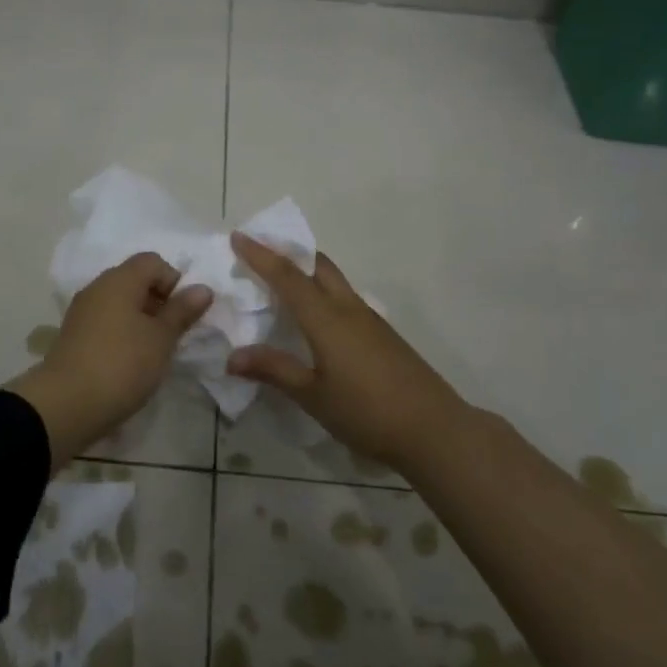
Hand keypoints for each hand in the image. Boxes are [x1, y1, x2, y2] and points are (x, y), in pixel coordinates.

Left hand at [7, 252, 212, 469]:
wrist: (66, 405)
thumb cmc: (122, 365)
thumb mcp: (161, 339)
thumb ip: (182, 311)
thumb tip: (202, 288)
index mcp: (119, 280)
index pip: (152, 261)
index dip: (174, 280)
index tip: (183, 312)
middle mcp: (97, 288)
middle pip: (135, 280)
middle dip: (159, 301)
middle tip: (173, 333)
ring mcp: (82, 312)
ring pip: (120, 303)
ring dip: (141, 320)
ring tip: (154, 351)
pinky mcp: (74, 336)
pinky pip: (106, 322)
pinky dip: (123, 333)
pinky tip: (131, 361)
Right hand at [227, 232, 466, 469]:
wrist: (434, 430)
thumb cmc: (367, 412)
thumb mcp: (313, 396)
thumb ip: (274, 370)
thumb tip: (232, 356)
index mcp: (327, 318)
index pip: (288, 277)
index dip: (261, 255)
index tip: (238, 236)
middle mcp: (348, 308)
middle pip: (317, 265)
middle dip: (288, 252)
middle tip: (260, 251)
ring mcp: (369, 319)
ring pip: (334, 279)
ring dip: (307, 269)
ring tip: (281, 279)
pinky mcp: (382, 333)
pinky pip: (345, 297)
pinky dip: (322, 290)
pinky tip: (315, 315)